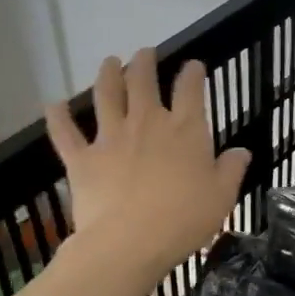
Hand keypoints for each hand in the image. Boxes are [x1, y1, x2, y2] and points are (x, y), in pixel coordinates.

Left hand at [44, 49, 250, 275]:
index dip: (192, 74)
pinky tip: (53, 104)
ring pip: (106, 96)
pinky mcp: (82, 158)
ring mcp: (111, 138)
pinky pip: (65, 132)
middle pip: (143, 82)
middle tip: (145, 53)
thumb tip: (241, 151)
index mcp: (185, 130)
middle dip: (144, 63)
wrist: (129, 242)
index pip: (190, 90)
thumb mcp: (222, 196)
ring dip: (107, 75)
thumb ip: (231, 169)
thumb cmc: (184, 219)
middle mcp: (147, 123)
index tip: (193, 65)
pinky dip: (58, 116)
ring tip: (109, 61)